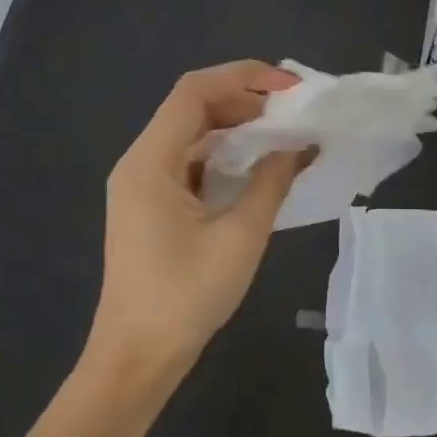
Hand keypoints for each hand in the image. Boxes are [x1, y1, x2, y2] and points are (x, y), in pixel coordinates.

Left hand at [87, 61, 306, 396]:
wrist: (137, 358)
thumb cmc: (185, 297)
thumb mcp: (240, 236)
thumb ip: (271, 182)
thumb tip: (300, 145)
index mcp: (151, 162)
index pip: (194, 92)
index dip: (243, 78)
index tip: (290, 88)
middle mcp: (140, 164)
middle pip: (192, 109)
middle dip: (245, 100)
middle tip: (295, 111)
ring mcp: (143, 187)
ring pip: (193, 136)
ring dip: (237, 129)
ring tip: (285, 134)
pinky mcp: (152, 208)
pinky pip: (191, 164)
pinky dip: (226, 157)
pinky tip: (259, 169)